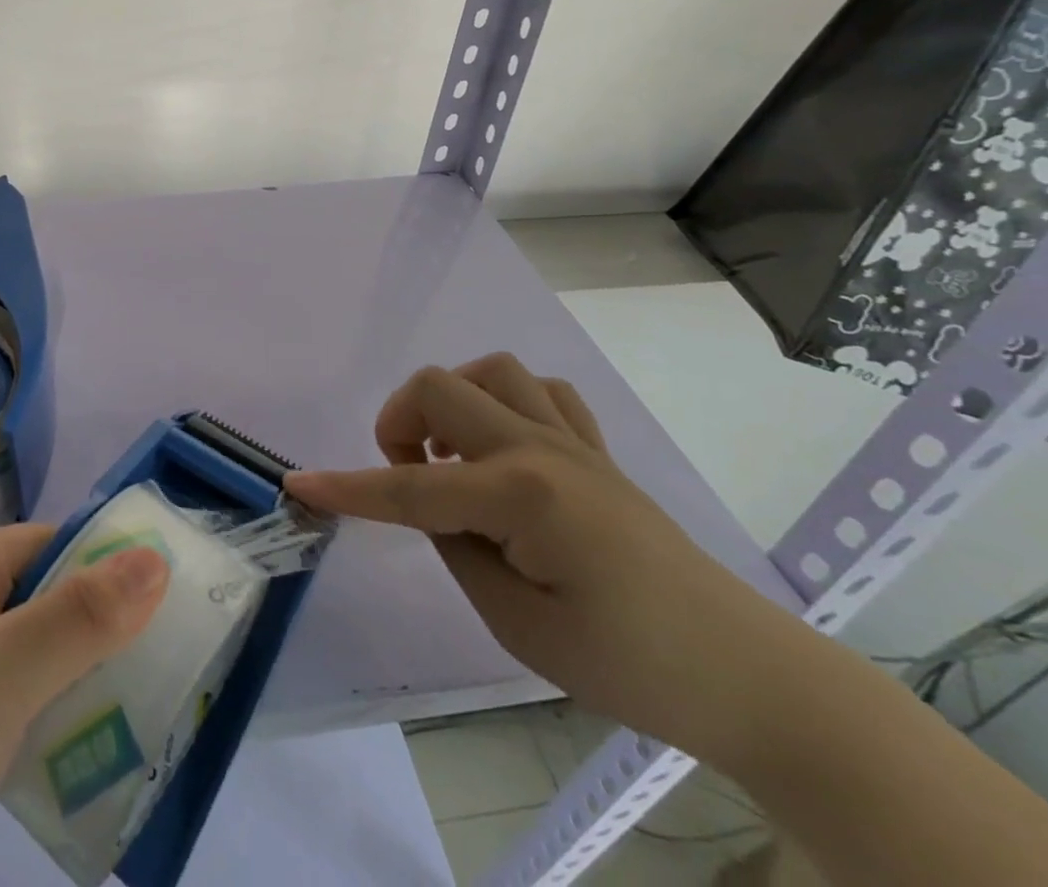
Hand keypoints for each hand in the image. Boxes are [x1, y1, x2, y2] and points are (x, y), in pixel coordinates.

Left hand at [0, 524, 169, 886]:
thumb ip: (78, 617)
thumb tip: (158, 556)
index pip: (64, 545)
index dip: (121, 567)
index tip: (188, 599)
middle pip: (68, 595)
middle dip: (121, 627)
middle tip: (190, 659)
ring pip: (64, 649)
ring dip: (108, 675)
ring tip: (173, 702)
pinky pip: (49, 696)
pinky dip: (84, 713)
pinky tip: (125, 742)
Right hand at [284, 354, 803, 764]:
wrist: (749, 677)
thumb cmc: (629, 666)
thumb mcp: (518, 625)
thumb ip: (456, 547)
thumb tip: (429, 503)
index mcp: (521, 496)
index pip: (410, 489)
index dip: (348, 489)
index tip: (299, 483)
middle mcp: (541, 449)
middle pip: (439, 388)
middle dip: (400, 423)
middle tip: (409, 477)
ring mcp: (574, 441)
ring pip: (490, 371)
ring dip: (453, 402)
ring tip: (452, 454)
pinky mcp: (596, 449)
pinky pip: (540, 391)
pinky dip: (505, 404)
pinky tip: (504, 446)